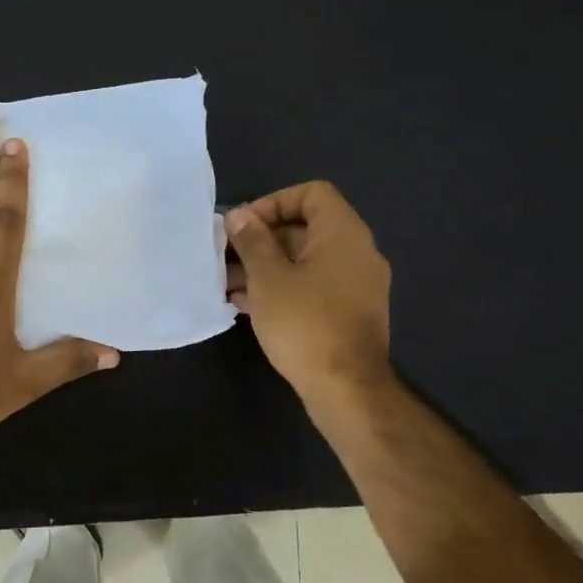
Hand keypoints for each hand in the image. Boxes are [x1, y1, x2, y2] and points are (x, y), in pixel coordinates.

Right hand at [225, 181, 394, 411]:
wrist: (346, 388)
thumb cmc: (305, 323)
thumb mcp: (268, 278)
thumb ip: (253, 241)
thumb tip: (239, 216)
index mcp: (343, 234)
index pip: (312, 194)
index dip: (274, 202)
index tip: (244, 227)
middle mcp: (356, 253)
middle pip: (305, 228)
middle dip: (262, 239)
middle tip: (226, 256)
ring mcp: (355, 285)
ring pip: (305, 262)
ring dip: (266, 267)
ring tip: (226, 283)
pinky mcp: (347, 313)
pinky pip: (312, 287)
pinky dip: (282, 288)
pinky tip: (246, 305)